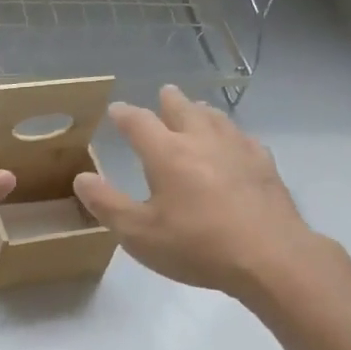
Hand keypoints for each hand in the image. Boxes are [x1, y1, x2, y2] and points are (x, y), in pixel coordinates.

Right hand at [73, 85, 324, 297]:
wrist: (269, 256)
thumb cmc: (196, 246)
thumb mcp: (139, 234)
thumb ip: (107, 204)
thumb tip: (82, 177)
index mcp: (167, 154)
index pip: (140, 123)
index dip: (124, 115)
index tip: (115, 110)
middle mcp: (202, 141)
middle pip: (183, 110)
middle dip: (168, 101)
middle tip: (163, 93)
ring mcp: (237, 149)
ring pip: (216, 118)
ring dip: (201, 111)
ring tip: (196, 109)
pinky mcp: (264, 165)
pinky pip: (242, 137)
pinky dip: (230, 133)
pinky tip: (235, 142)